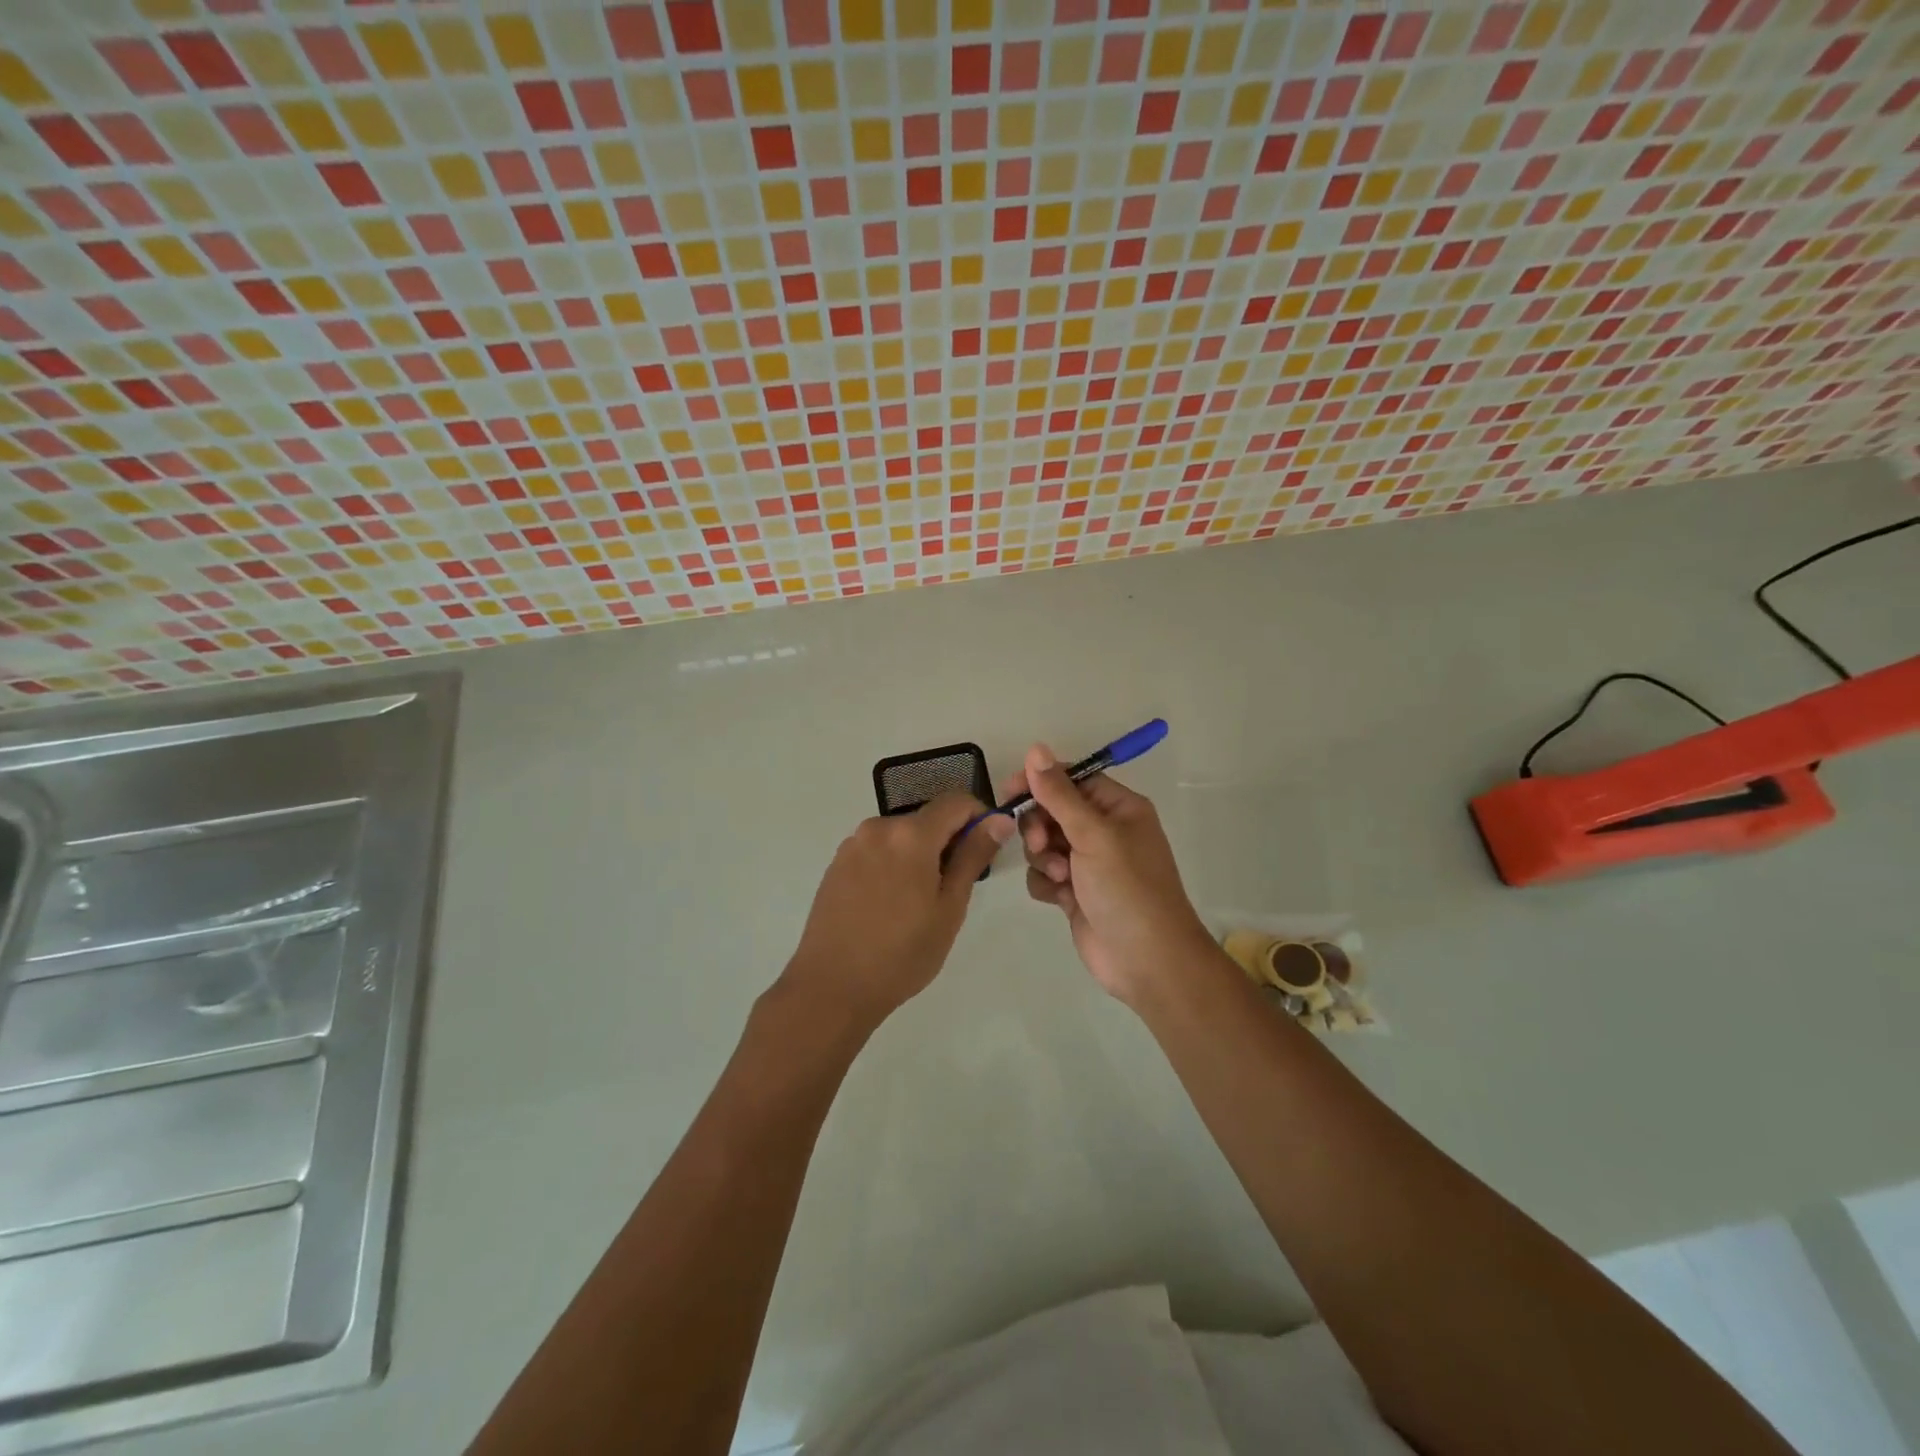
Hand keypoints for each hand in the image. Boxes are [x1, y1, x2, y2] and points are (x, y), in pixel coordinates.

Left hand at [784, 792, 1013, 1028]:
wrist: (831, 987)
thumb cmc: (902, 953)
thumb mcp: (949, 907)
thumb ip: (973, 856)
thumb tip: (998, 820)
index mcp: (910, 835)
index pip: (956, 801)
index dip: (978, 817)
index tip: (985, 849)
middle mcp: (878, 828)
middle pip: (926, 819)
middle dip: (947, 842)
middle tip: (952, 889)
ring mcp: (852, 845)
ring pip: (901, 836)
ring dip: (919, 855)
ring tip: (918, 903)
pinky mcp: (836, 864)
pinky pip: (877, 851)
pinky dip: (893, 865)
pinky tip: (889, 906)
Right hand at [1009, 744, 1216, 1008]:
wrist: (1147, 961)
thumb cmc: (1127, 888)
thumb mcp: (1093, 835)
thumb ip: (1059, 794)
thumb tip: (1035, 749)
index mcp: (1118, 808)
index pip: (1071, 779)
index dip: (1041, 781)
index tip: (1011, 790)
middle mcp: (1103, 831)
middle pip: (1052, 811)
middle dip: (1039, 827)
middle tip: (1041, 844)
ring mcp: (1088, 864)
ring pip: (1043, 844)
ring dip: (1043, 858)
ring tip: (1060, 877)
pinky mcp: (1074, 893)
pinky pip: (1044, 874)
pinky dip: (1046, 883)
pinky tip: (1059, 898)